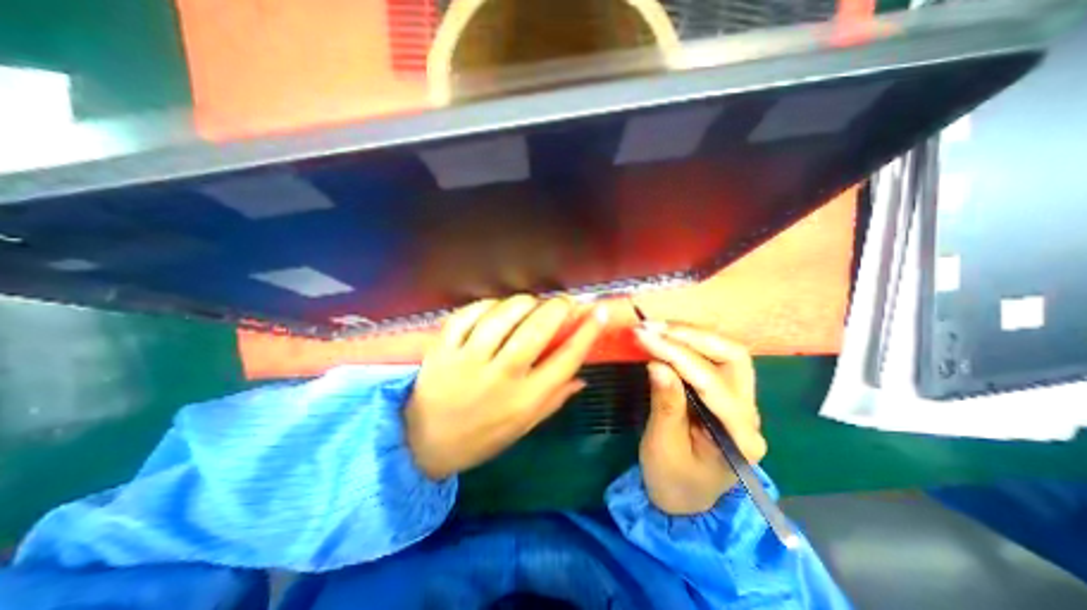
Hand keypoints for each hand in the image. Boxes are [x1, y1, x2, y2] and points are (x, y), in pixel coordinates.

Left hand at [408, 296, 610, 481]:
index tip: (599, 312)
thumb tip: (582, 377)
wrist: (423, 444)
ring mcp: (468, 360)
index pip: (566, 360)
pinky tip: (496, 308)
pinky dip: (487, 304)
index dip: (587, 332)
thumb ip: (554, 400)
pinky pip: (469, 314)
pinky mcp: (443, 349)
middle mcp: (500, 377)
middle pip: (537, 331)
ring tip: (532, 303)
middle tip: (565, 302)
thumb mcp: (523, 427)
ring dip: (524, 302)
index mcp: (525, 400)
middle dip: (558, 308)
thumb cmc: (481, 437)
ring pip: (504, 316)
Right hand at [635, 322, 766, 517]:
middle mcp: (748, 413)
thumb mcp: (663, 447)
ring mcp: (740, 401)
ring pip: (726, 352)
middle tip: (653, 327)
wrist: (685, 499)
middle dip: (691, 336)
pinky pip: (712, 358)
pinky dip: (688, 343)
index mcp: (739, 435)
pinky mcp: (724, 394)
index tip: (644, 336)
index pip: (710, 381)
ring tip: (656, 328)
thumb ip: (665, 405)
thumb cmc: (673, 480)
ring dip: (690, 335)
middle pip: (733, 356)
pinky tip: (667, 337)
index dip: (675, 354)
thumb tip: (657, 364)